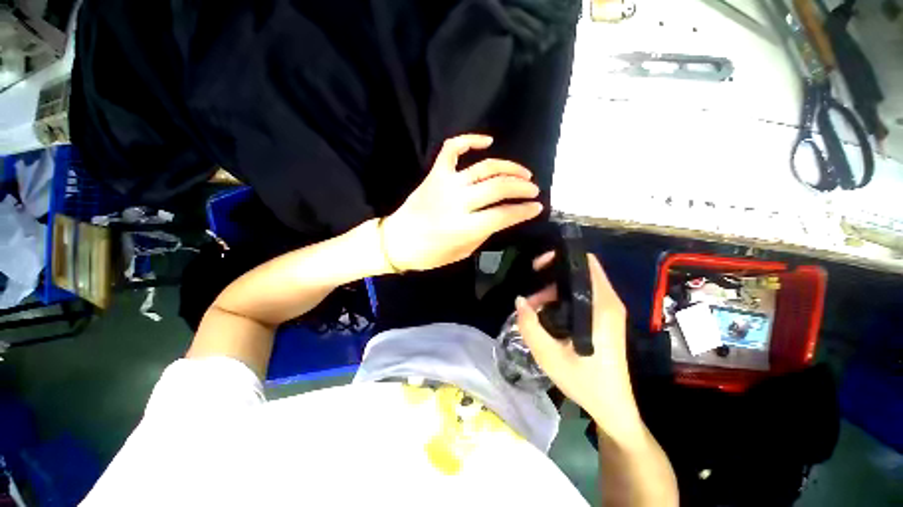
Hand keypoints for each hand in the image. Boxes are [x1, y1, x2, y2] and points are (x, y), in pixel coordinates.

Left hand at [380, 134, 542, 271]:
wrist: (397, 241)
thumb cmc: (430, 254)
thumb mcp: (463, 251)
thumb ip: (485, 232)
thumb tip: (503, 216)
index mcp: (463, 227)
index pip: (503, 215)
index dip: (524, 211)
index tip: (538, 208)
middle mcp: (456, 202)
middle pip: (498, 187)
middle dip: (522, 188)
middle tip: (533, 190)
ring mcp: (445, 184)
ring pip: (484, 167)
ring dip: (508, 168)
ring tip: (523, 173)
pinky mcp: (435, 174)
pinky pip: (452, 149)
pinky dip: (470, 140)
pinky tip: (487, 141)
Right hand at [516, 253, 641, 435]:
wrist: (613, 407)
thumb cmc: (585, 382)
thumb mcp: (549, 355)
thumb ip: (530, 326)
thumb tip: (519, 300)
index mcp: (601, 307)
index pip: (587, 264)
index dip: (561, 257)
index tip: (538, 266)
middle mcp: (609, 303)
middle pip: (581, 272)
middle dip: (552, 274)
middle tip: (531, 289)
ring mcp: (609, 311)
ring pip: (579, 285)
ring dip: (554, 289)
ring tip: (534, 307)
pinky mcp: (605, 319)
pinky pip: (582, 297)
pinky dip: (562, 298)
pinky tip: (546, 314)